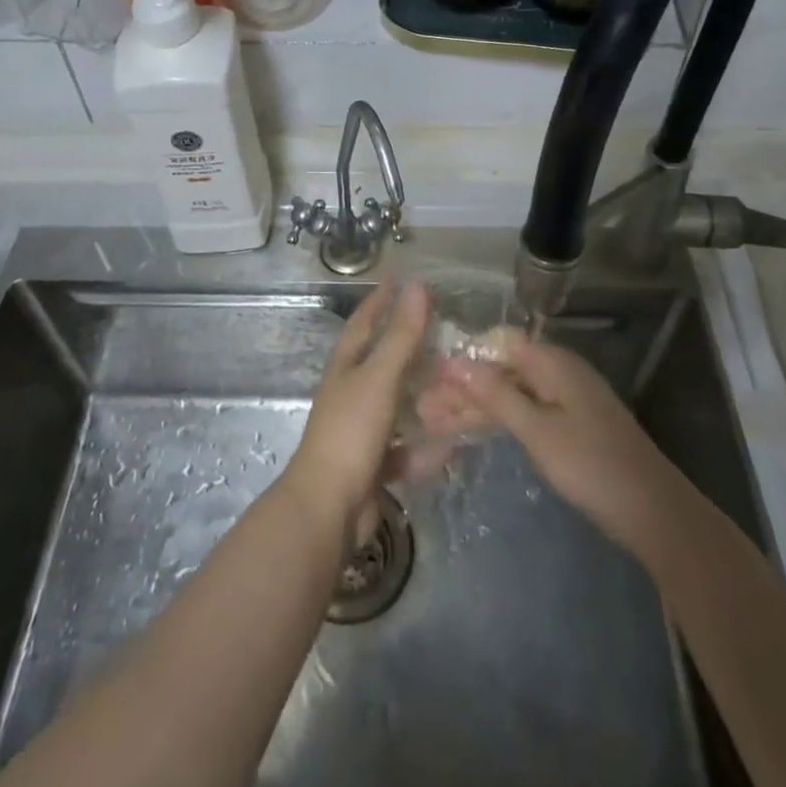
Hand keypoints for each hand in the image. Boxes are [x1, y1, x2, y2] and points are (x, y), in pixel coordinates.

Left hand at [283, 280, 432, 527]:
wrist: (327, 509)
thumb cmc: (350, 432)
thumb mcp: (380, 378)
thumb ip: (402, 334)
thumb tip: (418, 284)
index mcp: (346, 368)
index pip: (365, 321)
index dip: (381, 298)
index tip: (400, 277)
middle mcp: (351, 394)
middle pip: (384, 362)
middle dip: (411, 347)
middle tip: (444, 331)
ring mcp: (361, 431)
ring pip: (398, 407)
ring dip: (423, 399)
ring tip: (457, 388)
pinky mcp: (373, 467)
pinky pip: (406, 451)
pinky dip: (426, 449)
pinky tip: (453, 447)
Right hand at [438, 341, 686, 564]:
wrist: (653, 512)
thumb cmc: (591, 465)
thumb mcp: (537, 430)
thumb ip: (495, 395)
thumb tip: (455, 361)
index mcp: (553, 362)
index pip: (497, 343)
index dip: (462, 357)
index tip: (428, 376)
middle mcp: (557, 372)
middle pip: (500, 369)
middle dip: (462, 387)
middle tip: (422, 409)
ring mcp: (563, 399)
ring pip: (509, 393)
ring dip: (474, 406)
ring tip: (433, 423)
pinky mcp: (567, 425)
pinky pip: (523, 412)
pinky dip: (496, 421)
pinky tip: (469, 432)